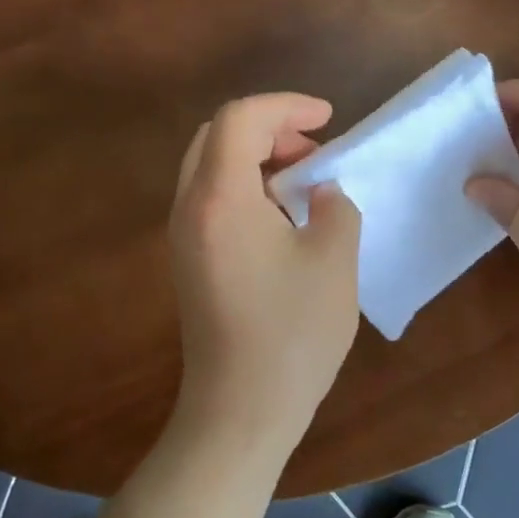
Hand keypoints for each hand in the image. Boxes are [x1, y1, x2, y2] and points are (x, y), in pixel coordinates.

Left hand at [168, 93, 361, 452]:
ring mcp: (183, 235)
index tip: (328, 120)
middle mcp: (190, 207)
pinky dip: (244, 185)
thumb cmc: (292, 334)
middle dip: (268, 127)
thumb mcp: (335, 260)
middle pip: (217, 135)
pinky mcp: (188, 259)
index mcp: (221, 198)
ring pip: (210, 165)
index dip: (286, 106)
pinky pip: (210, 197)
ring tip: (303, 180)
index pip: (241, 118)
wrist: (240, 411)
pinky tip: (281, 215)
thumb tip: (321, 192)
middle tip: (313, 149)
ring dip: (256, 156)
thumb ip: (335, 207)